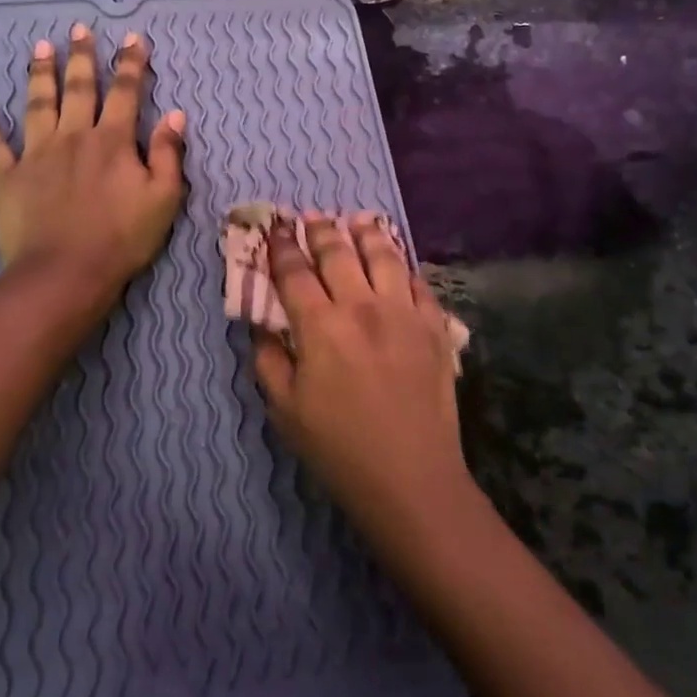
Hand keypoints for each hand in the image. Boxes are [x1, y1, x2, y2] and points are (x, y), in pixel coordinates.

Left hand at [0, 25, 185, 294]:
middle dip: (82, 57)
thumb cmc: (122, 238)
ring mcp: (37, 154)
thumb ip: (168, 154)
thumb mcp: (163, 198)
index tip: (134, 39)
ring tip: (40, 47)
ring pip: (38, 104)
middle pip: (79, 88)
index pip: (125, 93)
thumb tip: (174, 114)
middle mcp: (73, 136)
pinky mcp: (8, 177)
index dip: (131, 64)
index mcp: (113, 141)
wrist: (67, 273)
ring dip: (40, 74)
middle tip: (79, 28)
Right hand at [253, 214, 472, 524]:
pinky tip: (398, 262)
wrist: (411, 479)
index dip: (282, 248)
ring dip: (366, 234)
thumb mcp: (285, 410)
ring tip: (356, 220)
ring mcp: (404, 313)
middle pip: (339, 254)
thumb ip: (269, 360)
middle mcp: (363, 307)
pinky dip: (404, 266)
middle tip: (312, 217)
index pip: (295, 273)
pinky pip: (419, 282)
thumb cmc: (339, 448)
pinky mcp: (435, 328)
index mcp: (321, 326)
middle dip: (321, 231)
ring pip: (384, 256)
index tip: (276, 229)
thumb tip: (262, 325)